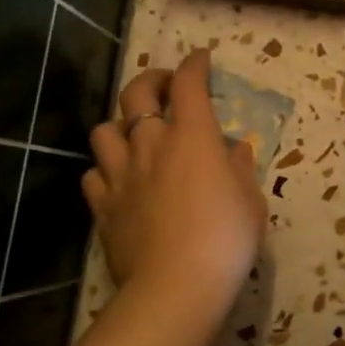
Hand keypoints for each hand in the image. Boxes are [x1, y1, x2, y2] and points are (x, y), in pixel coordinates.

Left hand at [82, 50, 265, 315]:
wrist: (176, 286)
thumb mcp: (250, 202)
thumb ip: (239, 170)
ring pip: (104, 130)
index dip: (194, 65)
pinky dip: (105, 170)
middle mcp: (151, 144)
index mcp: (192, 137)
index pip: (189, 84)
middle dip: (152, 79)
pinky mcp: (103, 206)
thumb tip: (234, 151)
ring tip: (135, 134)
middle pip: (137, 93)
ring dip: (120, 124)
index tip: (201, 59)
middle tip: (165, 87)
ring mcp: (121, 174)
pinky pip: (93, 175)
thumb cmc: (226, 239)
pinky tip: (119, 179)